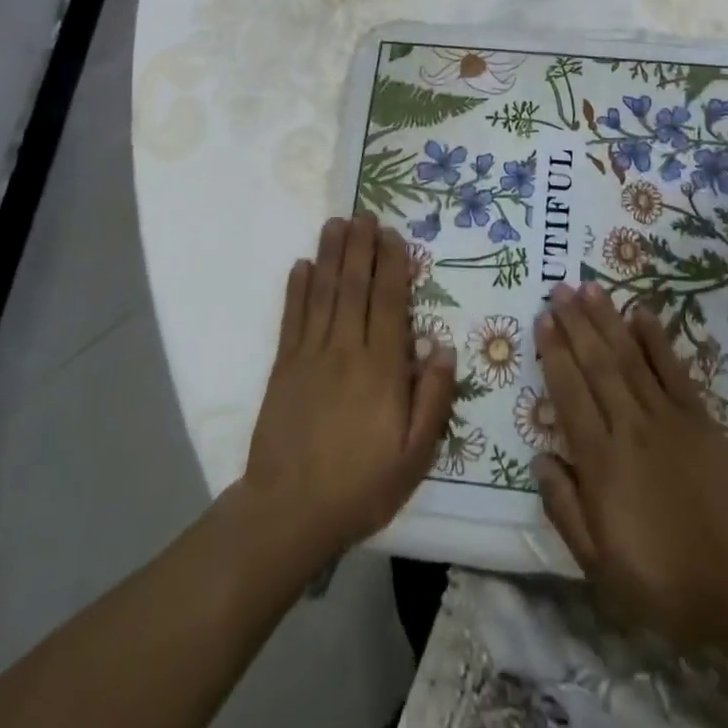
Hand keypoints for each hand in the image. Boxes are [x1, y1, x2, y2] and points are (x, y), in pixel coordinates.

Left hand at [237, 214, 456, 568]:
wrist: (289, 513)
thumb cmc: (361, 486)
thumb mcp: (415, 455)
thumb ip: (433, 399)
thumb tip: (444, 347)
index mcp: (382, 368)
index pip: (388, 302)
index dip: (392, 264)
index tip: (393, 235)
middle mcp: (346, 350)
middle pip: (354, 286)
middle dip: (360, 247)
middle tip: (364, 214)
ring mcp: (310, 355)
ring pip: (323, 293)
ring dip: (330, 255)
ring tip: (336, 223)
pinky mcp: (284, 367)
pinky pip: (292, 318)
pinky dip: (297, 289)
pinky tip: (301, 265)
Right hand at [533, 283, 727, 651]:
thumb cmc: (663, 578)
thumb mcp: (599, 563)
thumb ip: (564, 508)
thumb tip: (539, 458)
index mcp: (601, 461)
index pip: (569, 394)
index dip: (554, 353)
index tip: (542, 320)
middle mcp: (629, 426)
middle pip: (596, 364)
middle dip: (575, 323)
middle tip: (558, 289)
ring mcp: (666, 416)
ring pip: (629, 356)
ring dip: (607, 319)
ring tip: (589, 287)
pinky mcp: (698, 416)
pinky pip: (672, 368)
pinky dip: (656, 338)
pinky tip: (641, 312)